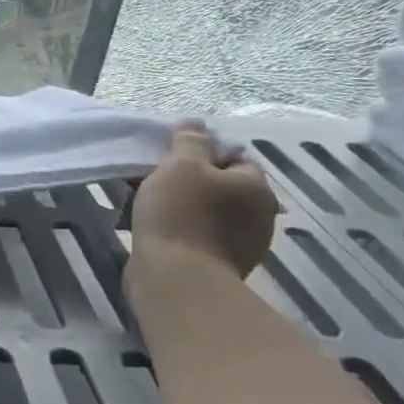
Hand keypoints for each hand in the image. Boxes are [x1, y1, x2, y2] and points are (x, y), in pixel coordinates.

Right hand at [131, 122, 276, 276]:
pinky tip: (151, 229)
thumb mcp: (180, 165)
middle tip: (152, 179)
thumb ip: (190, 141)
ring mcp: (242, 245)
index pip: (233, 157)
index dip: (201, 153)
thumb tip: (197, 123)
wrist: (177, 280)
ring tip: (144, 204)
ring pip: (206, 210)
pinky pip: (198, 235)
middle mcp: (258, 215)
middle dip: (187, 180)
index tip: (169, 157)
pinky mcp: (220, 266)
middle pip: (218, 184)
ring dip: (180, 205)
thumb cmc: (180, 214)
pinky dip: (178, 229)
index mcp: (255, 187)